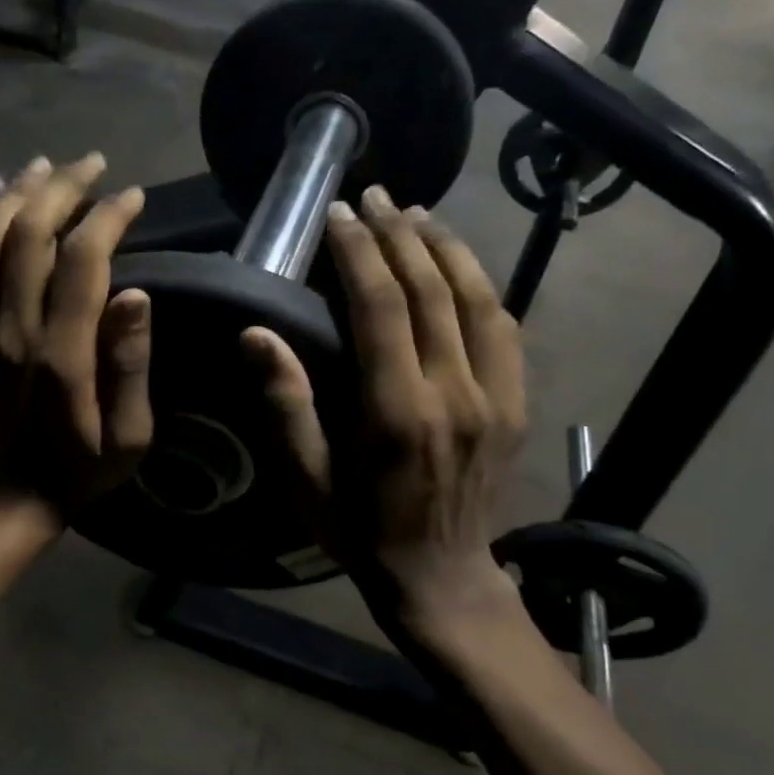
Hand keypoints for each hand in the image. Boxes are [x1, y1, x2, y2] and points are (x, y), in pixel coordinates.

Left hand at [0, 154, 153, 523]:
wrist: (12, 494)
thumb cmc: (82, 466)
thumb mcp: (131, 434)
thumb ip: (131, 364)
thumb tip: (136, 294)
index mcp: (62, 354)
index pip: (82, 261)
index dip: (108, 217)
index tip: (132, 197)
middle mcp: (11, 331)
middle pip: (29, 235)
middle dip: (63, 189)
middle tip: (91, 164)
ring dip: (13, 194)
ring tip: (43, 166)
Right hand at [242, 184, 527, 653]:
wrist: (441, 578)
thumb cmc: (359, 531)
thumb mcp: (307, 480)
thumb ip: (287, 405)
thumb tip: (257, 334)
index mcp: (397, 412)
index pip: (382, 306)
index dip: (359, 251)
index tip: (338, 214)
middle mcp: (455, 394)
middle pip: (431, 290)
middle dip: (399, 233)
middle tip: (372, 196)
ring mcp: (495, 398)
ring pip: (476, 298)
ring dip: (445, 247)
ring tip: (415, 211)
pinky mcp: (516, 405)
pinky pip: (505, 328)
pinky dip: (481, 284)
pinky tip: (458, 263)